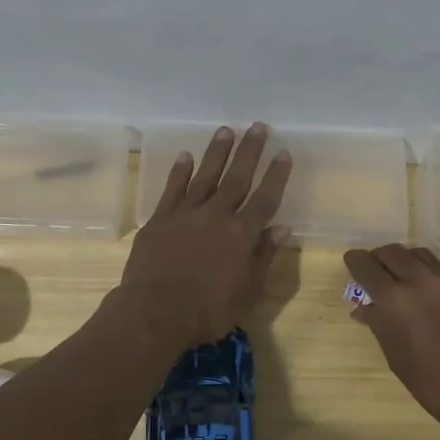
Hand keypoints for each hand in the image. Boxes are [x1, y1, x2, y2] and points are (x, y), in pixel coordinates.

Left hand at [119, 123, 292, 347]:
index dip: (276, 176)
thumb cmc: (208, 311)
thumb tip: (281, 228)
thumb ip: (263, 256)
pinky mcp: (160, 220)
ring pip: (205, 176)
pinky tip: (186, 156)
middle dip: (249, 152)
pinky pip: (172, 190)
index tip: (283, 152)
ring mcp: (186, 215)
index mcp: (242, 235)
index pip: (265, 199)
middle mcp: (217, 216)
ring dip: (217, 153)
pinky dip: (180, 172)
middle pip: (237, 178)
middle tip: (258, 127)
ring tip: (226, 131)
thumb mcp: (247, 292)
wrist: (156, 312)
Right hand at [343, 244, 439, 431]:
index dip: (355, 262)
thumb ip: (379, 323)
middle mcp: (419, 280)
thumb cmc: (429, 380)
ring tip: (398, 277)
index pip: (366, 266)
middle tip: (373, 271)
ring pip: (417, 254)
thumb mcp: (395, 354)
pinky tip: (422, 290)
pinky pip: (437, 267)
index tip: (351, 263)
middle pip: (392, 252)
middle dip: (378, 258)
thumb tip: (365, 308)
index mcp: (395, 299)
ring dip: (402, 259)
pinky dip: (423, 270)